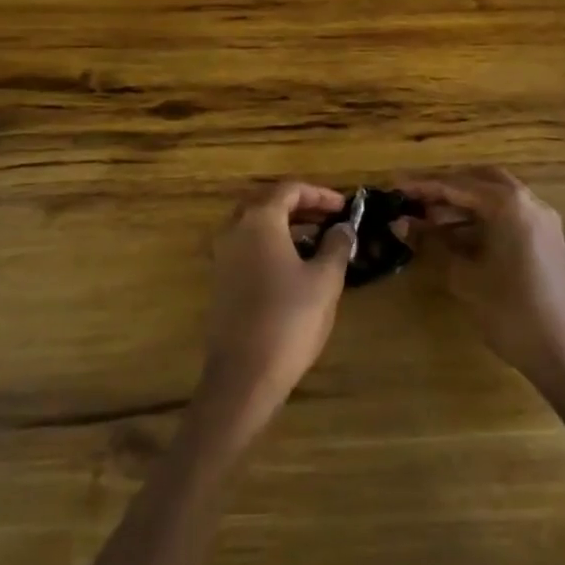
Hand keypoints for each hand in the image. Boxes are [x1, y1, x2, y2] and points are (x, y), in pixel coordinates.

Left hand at [199, 180, 352, 430]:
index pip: (290, 189)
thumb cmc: (289, 319)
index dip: (320, 194)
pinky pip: (248, 246)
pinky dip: (271, 243)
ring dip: (286, 225)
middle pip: (268, 202)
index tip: (344, 207)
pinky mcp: (220, 279)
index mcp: (259, 220)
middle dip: (301, 206)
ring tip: (318, 240)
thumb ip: (337, 245)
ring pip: (256, 225)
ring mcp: (223, 254)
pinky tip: (294, 265)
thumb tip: (343, 227)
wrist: (243, 374)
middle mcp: (235, 229)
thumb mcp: (325, 280)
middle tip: (329, 218)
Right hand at [401, 167, 564, 440]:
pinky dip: (480, 218)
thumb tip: (399, 223)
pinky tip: (456, 236)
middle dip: (445, 188)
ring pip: (494, 197)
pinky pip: (508, 215)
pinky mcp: (545, 240)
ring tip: (427, 220)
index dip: (422, 186)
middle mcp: (528, 202)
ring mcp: (541, 220)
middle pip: (479, 180)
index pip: (456, 185)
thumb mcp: (463, 277)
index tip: (393, 186)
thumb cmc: (511, 312)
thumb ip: (430, 244)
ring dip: (462, 204)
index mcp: (509, 204)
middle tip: (413, 200)